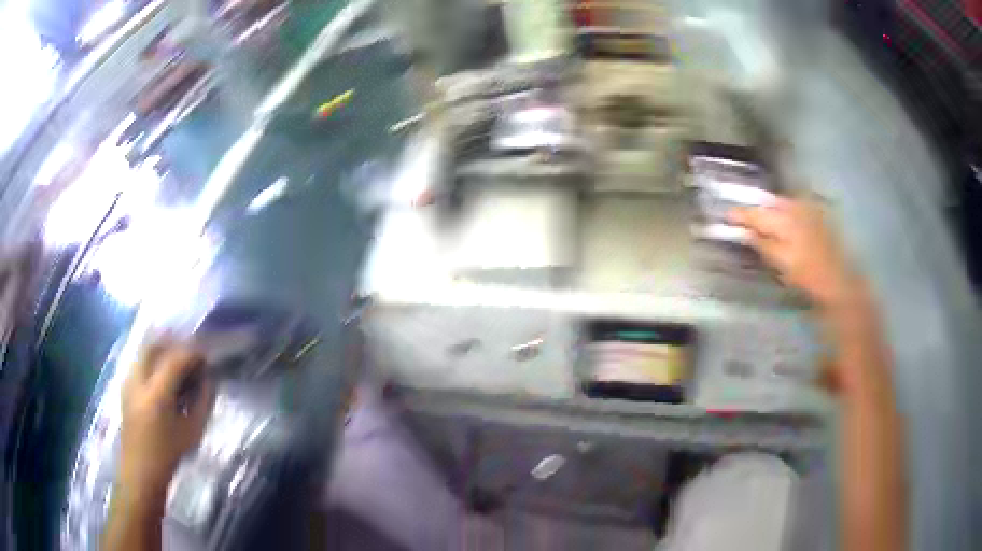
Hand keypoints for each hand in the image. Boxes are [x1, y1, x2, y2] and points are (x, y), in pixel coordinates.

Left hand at [119, 341, 214, 497]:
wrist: (140, 472)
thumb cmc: (169, 456)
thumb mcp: (192, 432)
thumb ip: (202, 402)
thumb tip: (208, 379)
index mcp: (157, 394)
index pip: (176, 359)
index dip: (193, 353)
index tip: (206, 358)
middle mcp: (139, 380)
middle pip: (156, 345)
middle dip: (175, 345)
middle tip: (190, 357)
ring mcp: (128, 381)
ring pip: (145, 351)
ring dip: (163, 351)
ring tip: (177, 366)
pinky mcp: (124, 386)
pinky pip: (139, 361)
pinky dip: (153, 361)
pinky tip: (162, 376)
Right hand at [729, 198, 861, 308]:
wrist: (838, 279)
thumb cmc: (807, 275)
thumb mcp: (781, 263)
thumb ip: (761, 244)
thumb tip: (744, 232)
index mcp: (783, 218)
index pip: (755, 212)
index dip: (740, 214)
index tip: (726, 216)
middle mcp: (794, 206)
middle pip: (768, 202)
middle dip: (754, 208)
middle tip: (741, 217)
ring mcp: (806, 208)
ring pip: (780, 202)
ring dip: (768, 208)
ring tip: (760, 217)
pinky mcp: (815, 213)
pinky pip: (792, 205)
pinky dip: (782, 210)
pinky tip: (781, 219)